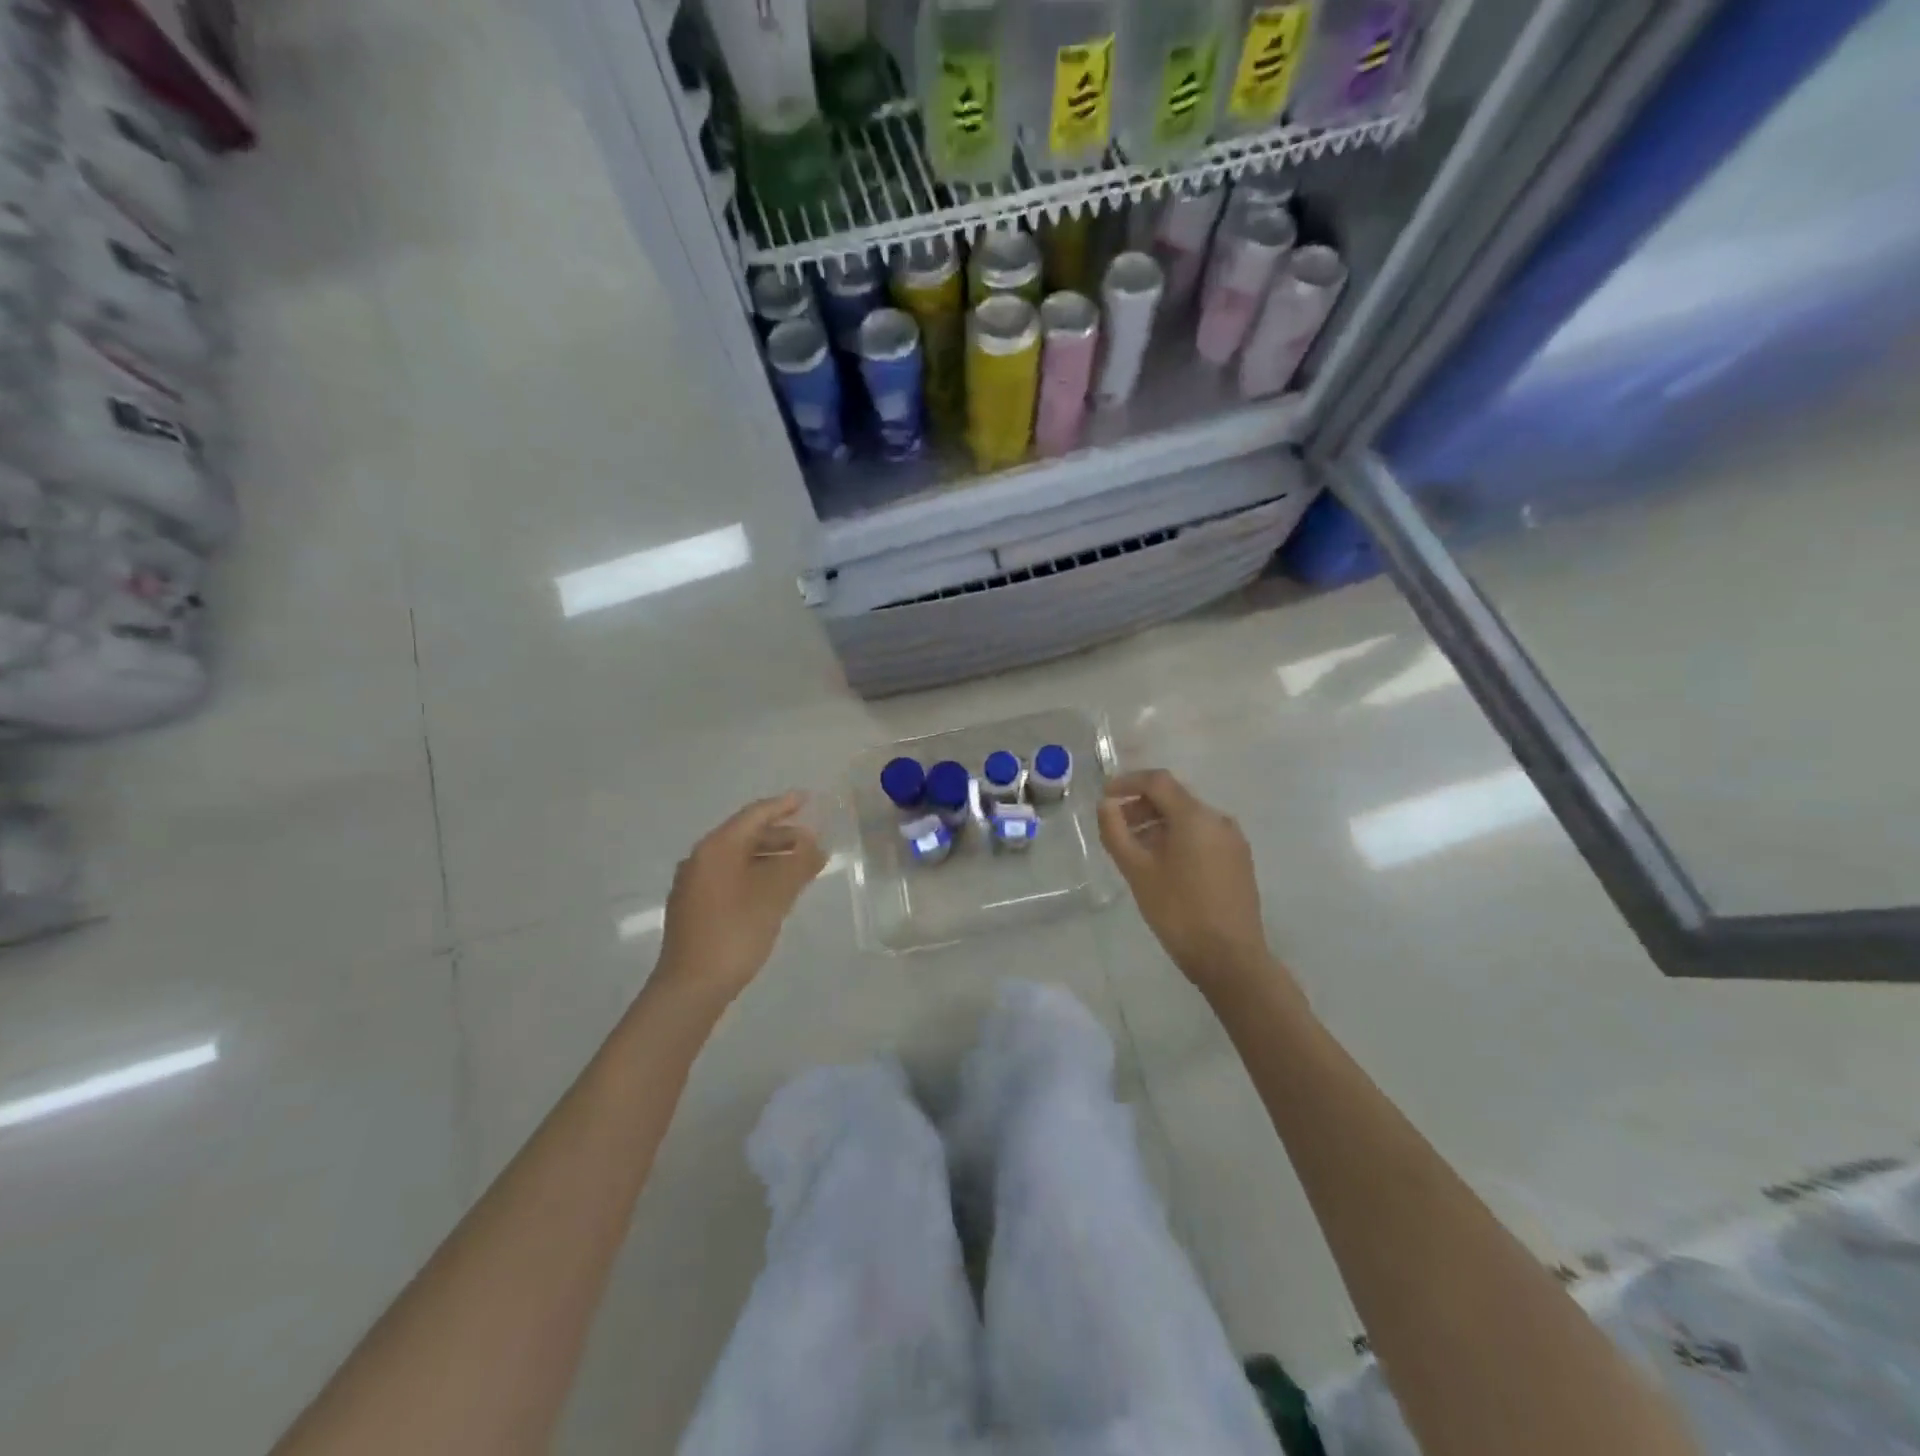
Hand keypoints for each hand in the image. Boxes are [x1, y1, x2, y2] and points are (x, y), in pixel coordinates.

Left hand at [655, 792, 826, 1003]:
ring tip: (799, 867)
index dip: (784, 805)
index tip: (808, 800)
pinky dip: (755, 874)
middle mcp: (700, 858)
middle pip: (745, 835)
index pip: (755, 815)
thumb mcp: (775, 894)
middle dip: (781, 835)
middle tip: (812, 841)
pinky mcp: (694, 907)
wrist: (691, 987)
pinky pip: (730, 877)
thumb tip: (813, 844)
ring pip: (738, 858)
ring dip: (770, 857)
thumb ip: (798, 863)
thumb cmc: (736, 931)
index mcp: (717, 848)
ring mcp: (693, 884)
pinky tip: (774, 891)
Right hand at [1097, 770, 1287, 999]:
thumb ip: (1116, 832)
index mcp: (1195, 816)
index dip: (1127, 783)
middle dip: (1141, 806)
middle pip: (1174, 798)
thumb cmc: (1178, 911)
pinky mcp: (1239, 861)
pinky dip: (1178, 838)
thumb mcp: (1137, 871)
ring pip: (1189, 819)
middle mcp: (1218, 819)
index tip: (1105, 797)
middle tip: (1115, 827)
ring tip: (1135, 849)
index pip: (1158, 781)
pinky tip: (1163, 865)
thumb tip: (1106, 805)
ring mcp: (1233, 841)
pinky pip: (1203, 836)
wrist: (1230, 958)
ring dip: (1158, 824)